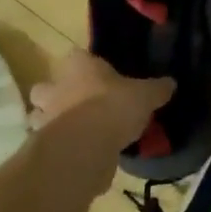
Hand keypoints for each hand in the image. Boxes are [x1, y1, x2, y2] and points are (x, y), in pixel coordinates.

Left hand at [30, 49, 172, 144]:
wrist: (85, 148)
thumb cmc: (113, 107)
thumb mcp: (145, 96)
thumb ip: (157, 89)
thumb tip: (171, 83)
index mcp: (78, 66)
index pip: (77, 56)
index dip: (86, 65)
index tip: (100, 76)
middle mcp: (56, 87)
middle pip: (46, 87)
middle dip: (57, 95)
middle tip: (80, 105)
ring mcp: (44, 118)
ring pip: (40, 117)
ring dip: (53, 123)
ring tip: (78, 134)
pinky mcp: (42, 148)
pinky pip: (50, 145)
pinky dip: (60, 149)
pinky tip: (78, 155)